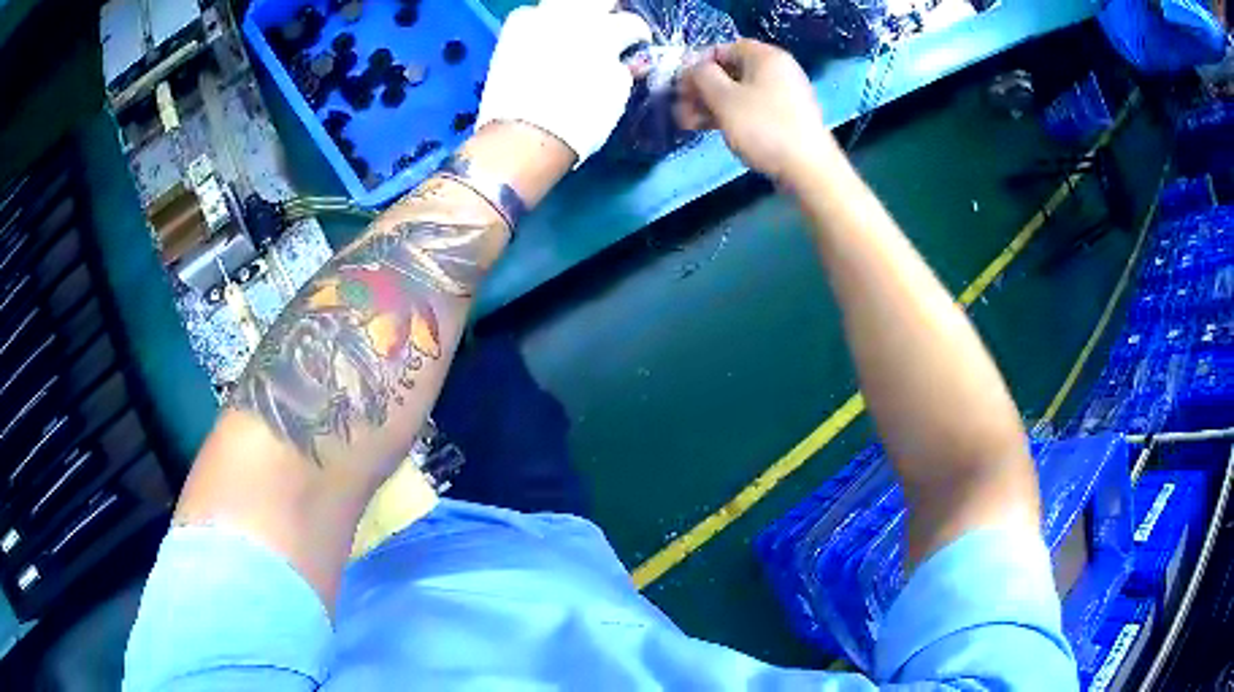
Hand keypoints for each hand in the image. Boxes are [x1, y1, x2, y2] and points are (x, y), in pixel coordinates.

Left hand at [477, 0, 652, 164]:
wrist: (523, 138)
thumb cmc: (578, 121)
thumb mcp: (615, 95)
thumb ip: (622, 67)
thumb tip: (624, 59)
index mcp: (603, 32)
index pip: (630, 22)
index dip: (639, 34)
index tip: (638, 45)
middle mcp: (569, 18)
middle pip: (594, 0)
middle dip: (607, 12)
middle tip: (609, 28)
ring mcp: (536, 22)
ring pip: (560, 3)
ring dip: (572, 13)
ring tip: (576, 29)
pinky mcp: (510, 35)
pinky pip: (530, 15)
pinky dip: (542, 22)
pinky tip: (546, 36)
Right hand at [676, 40, 833, 180]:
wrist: (808, 168)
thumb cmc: (763, 127)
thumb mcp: (724, 98)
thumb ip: (701, 76)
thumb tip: (693, 69)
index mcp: (765, 56)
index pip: (722, 48)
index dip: (696, 64)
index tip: (680, 87)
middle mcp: (777, 70)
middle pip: (729, 71)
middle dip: (701, 89)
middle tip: (680, 109)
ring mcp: (783, 94)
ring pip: (738, 92)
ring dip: (711, 105)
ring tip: (688, 124)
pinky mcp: (785, 117)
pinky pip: (751, 108)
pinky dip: (730, 115)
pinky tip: (711, 129)